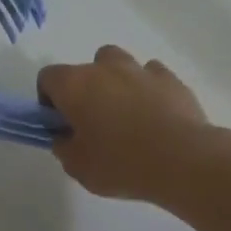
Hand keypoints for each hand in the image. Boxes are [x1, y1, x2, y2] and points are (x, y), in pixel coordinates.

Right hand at [37, 45, 221, 201]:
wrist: (182, 161)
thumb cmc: (120, 163)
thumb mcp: (77, 166)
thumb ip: (64, 147)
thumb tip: (65, 137)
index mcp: (74, 85)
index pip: (47, 78)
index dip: (48, 100)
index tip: (59, 124)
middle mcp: (105, 68)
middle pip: (85, 67)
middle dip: (85, 89)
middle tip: (93, 121)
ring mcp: (140, 70)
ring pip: (120, 64)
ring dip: (116, 82)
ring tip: (126, 114)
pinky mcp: (171, 79)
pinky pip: (152, 76)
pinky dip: (148, 89)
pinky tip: (155, 115)